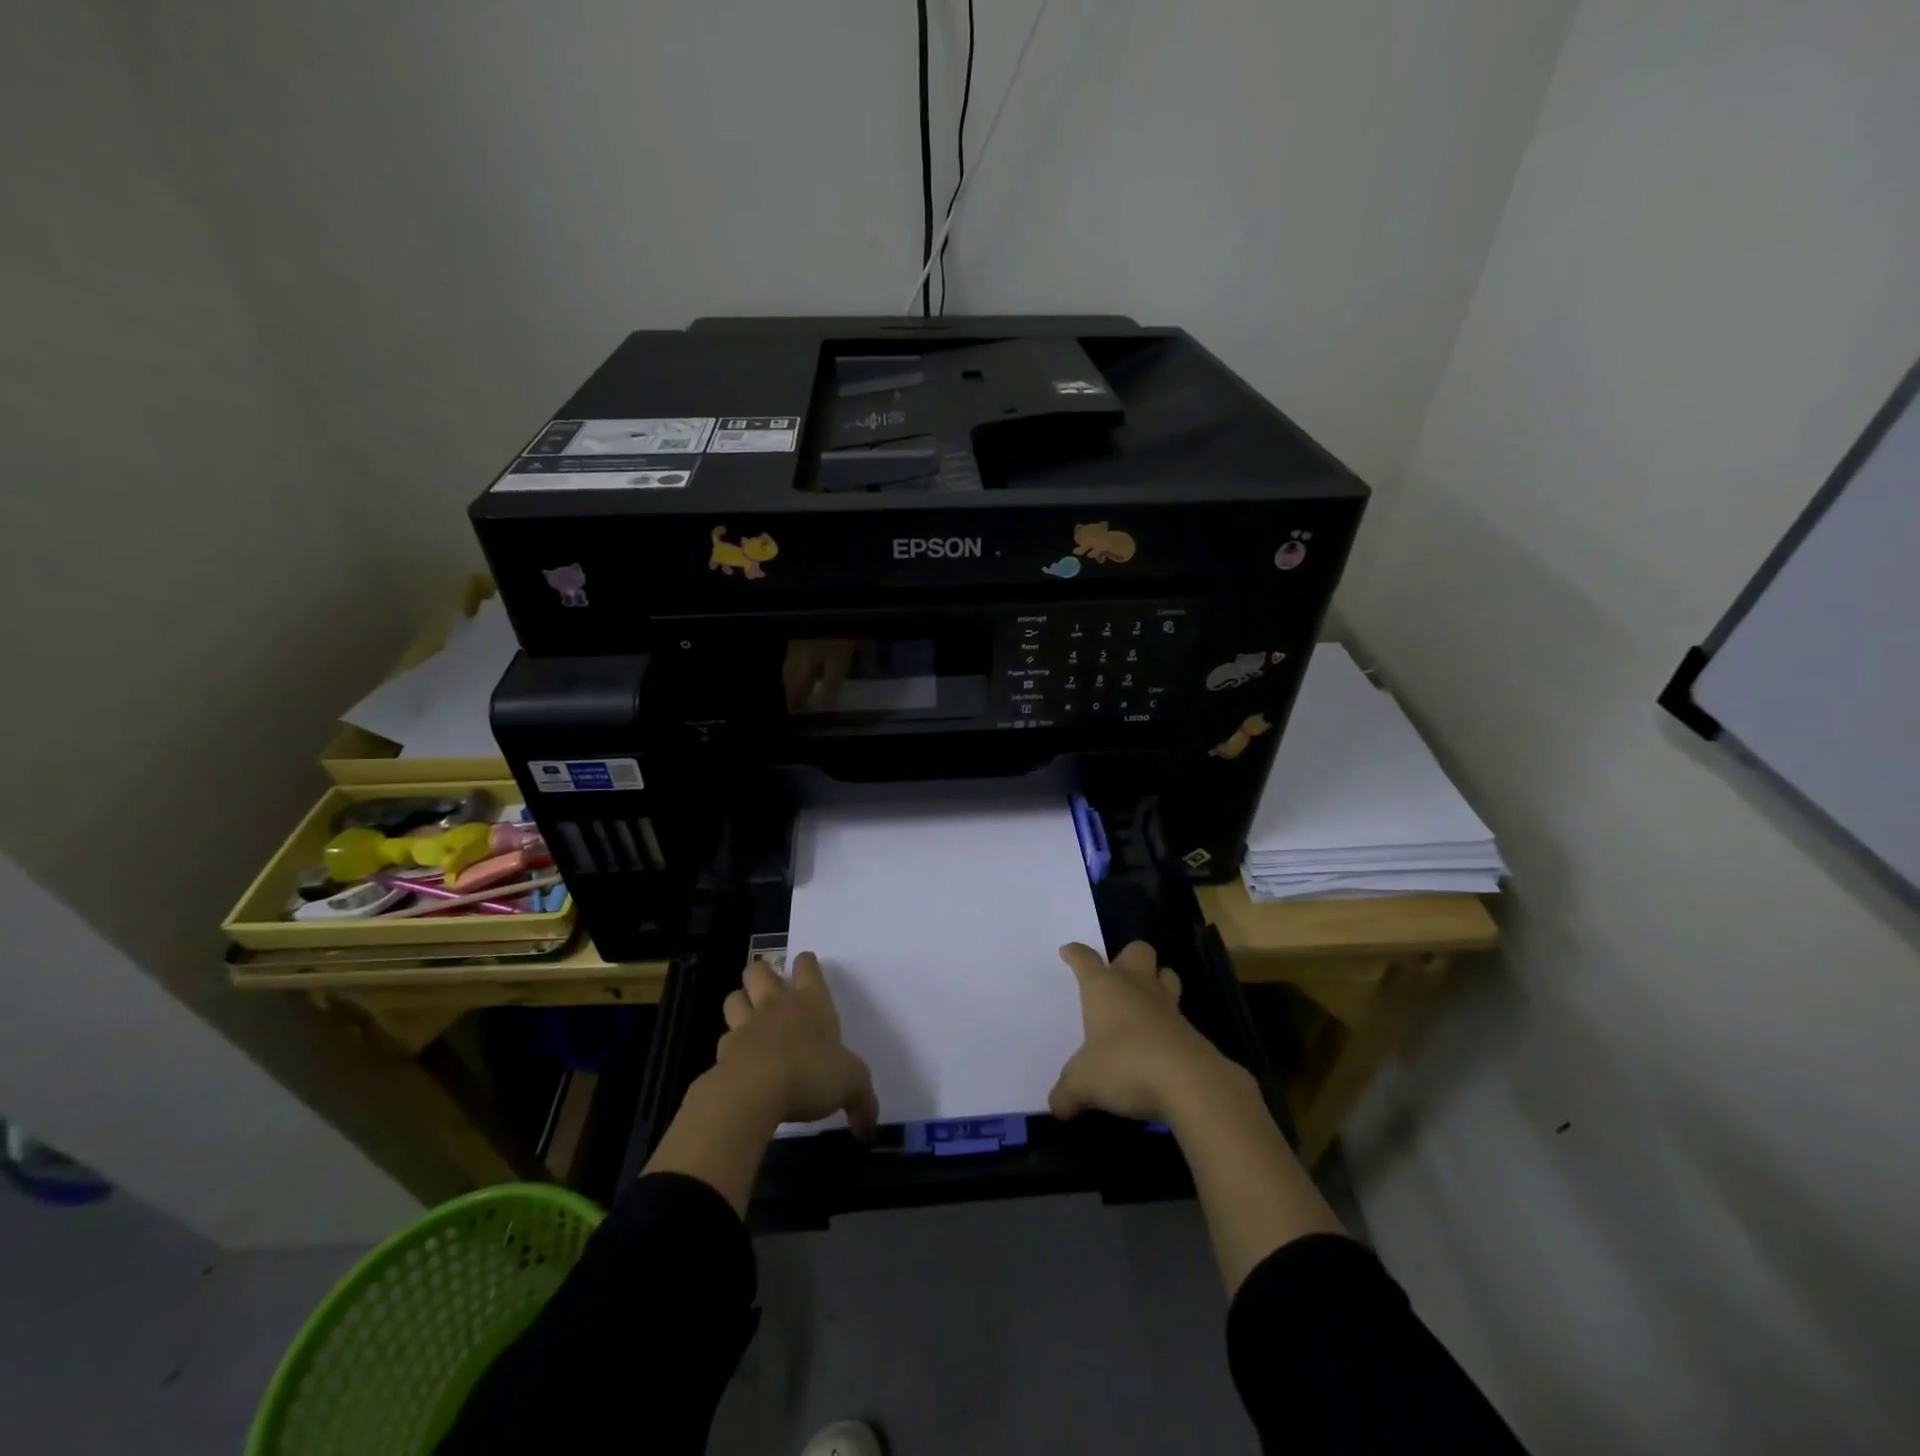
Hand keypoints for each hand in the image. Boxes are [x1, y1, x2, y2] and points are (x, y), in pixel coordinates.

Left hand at [715, 952, 879, 1134]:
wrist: (754, 1093)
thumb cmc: (810, 1074)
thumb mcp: (851, 1085)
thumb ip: (862, 1101)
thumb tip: (869, 1126)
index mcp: (811, 1002)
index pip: (806, 966)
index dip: (806, 963)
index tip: (807, 966)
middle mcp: (776, 1005)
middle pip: (759, 970)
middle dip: (763, 973)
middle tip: (771, 989)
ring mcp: (746, 1026)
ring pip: (734, 998)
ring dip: (740, 1002)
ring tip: (749, 1017)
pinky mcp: (723, 1053)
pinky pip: (724, 1039)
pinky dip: (730, 1047)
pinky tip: (738, 1061)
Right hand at [1048, 941, 1244, 1123]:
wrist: (1188, 1082)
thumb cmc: (1124, 1066)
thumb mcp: (1083, 1084)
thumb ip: (1067, 1093)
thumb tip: (1056, 1107)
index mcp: (1104, 988)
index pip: (1085, 960)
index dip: (1075, 954)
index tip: (1068, 952)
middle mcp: (1136, 988)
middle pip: (1137, 951)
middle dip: (1128, 957)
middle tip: (1118, 976)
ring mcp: (1167, 1006)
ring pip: (1166, 975)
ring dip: (1158, 981)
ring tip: (1145, 1001)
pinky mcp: (1191, 1030)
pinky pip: (1179, 1015)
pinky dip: (1169, 1023)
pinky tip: (1160, 1044)